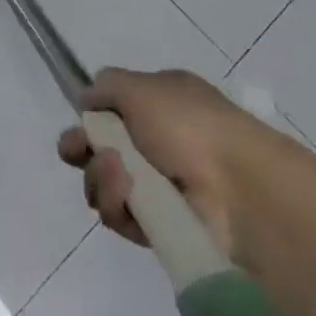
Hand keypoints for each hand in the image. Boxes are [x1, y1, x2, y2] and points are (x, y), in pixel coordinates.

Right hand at [58, 66, 315, 315]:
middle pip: (104, 149)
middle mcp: (162, 143)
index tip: (75, 125)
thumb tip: (87, 100)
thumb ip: (107, 86)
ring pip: (108, 183)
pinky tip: (127, 197)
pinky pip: (124, 218)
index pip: (116, 109)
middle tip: (74, 153)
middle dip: (83, 150)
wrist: (241, 191)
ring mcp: (164, 188)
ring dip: (101, 177)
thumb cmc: (190, 125)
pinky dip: (118, 206)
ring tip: (118, 175)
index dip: (91, 117)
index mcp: (163, 103)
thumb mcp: (140, 86)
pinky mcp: (164, 229)